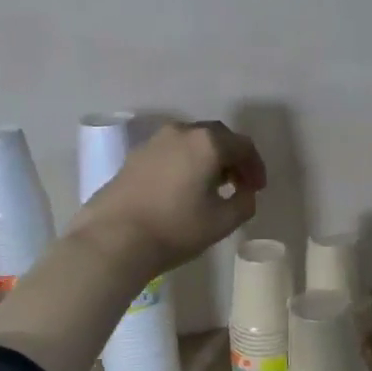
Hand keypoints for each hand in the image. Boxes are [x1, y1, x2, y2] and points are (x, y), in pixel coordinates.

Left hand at [71, 121, 266, 275]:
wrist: (113, 239)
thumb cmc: (175, 228)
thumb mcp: (222, 222)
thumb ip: (244, 203)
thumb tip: (245, 193)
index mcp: (208, 142)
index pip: (243, 145)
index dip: (256, 167)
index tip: (258, 189)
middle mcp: (182, 132)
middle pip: (217, 137)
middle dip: (232, 159)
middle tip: (239, 184)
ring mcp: (154, 141)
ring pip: (191, 142)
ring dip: (207, 159)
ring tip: (210, 187)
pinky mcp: (135, 156)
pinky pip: (170, 152)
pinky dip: (185, 163)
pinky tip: (182, 189)